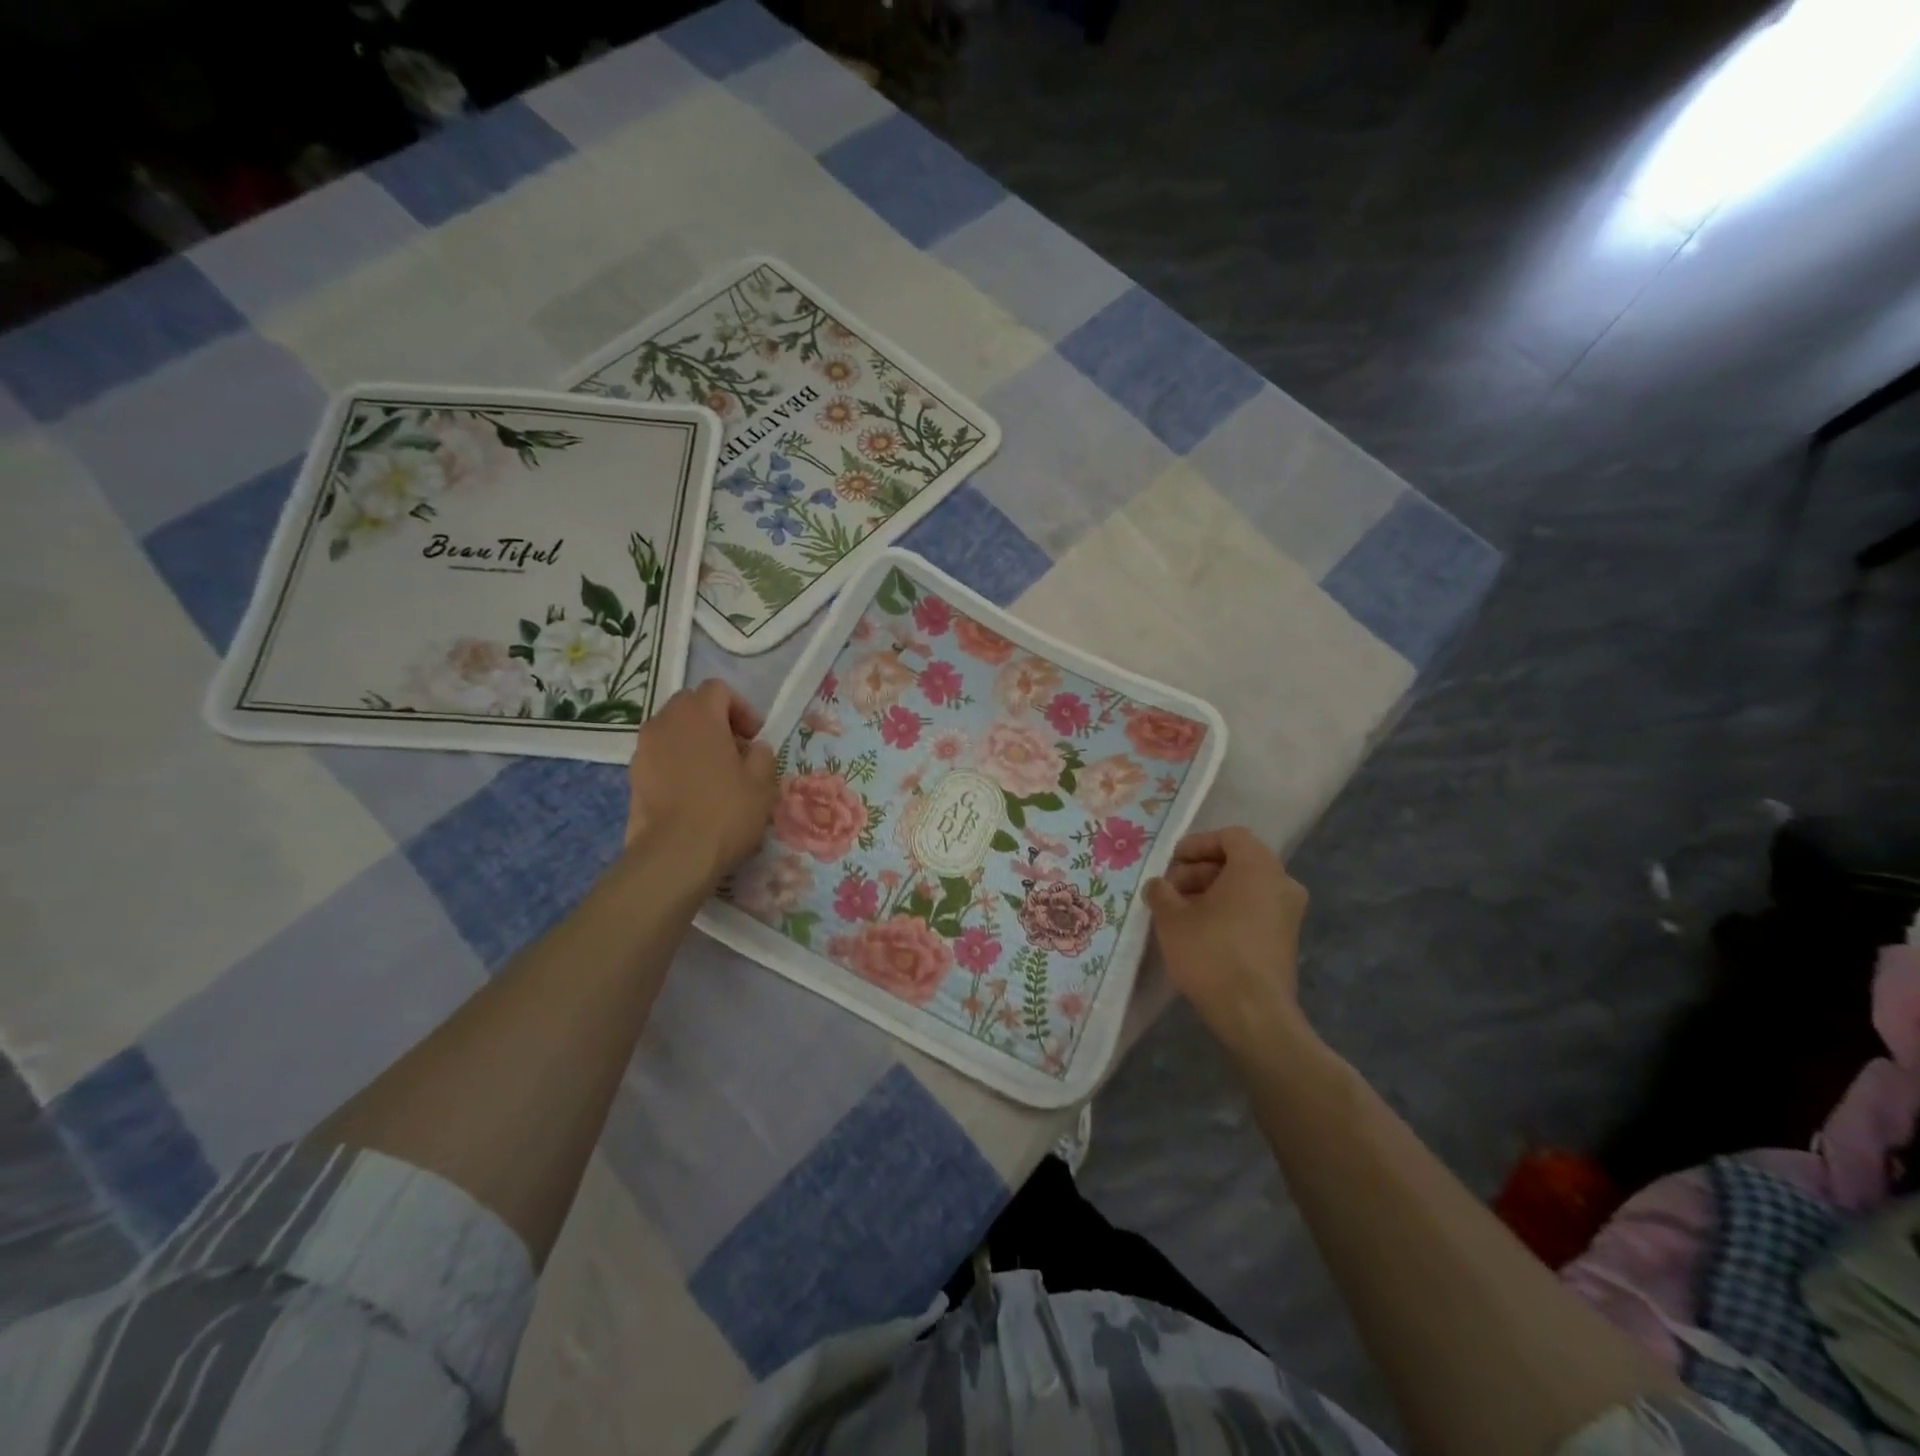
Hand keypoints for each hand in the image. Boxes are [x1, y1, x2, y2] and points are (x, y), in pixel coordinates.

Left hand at [624, 680, 776, 887]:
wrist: (675, 855)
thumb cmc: (726, 811)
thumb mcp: (763, 783)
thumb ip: (762, 755)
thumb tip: (754, 749)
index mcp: (699, 715)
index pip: (718, 689)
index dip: (741, 708)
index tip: (754, 738)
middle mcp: (665, 722)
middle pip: (691, 705)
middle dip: (715, 721)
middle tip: (736, 752)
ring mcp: (644, 749)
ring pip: (672, 730)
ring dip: (694, 742)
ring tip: (714, 775)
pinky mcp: (633, 776)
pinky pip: (659, 755)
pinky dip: (677, 762)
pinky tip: (693, 793)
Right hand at [1144, 827, 1311, 1056]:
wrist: (1253, 1014)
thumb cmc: (1211, 952)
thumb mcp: (1171, 918)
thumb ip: (1161, 892)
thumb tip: (1158, 885)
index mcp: (1258, 866)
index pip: (1230, 836)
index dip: (1197, 844)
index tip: (1172, 862)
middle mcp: (1281, 883)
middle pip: (1238, 862)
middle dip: (1200, 871)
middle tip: (1170, 890)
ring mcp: (1289, 914)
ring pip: (1246, 888)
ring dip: (1212, 893)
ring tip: (1180, 913)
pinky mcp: (1286, 940)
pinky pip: (1255, 910)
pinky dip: (1229, 912)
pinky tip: (1200, 932)